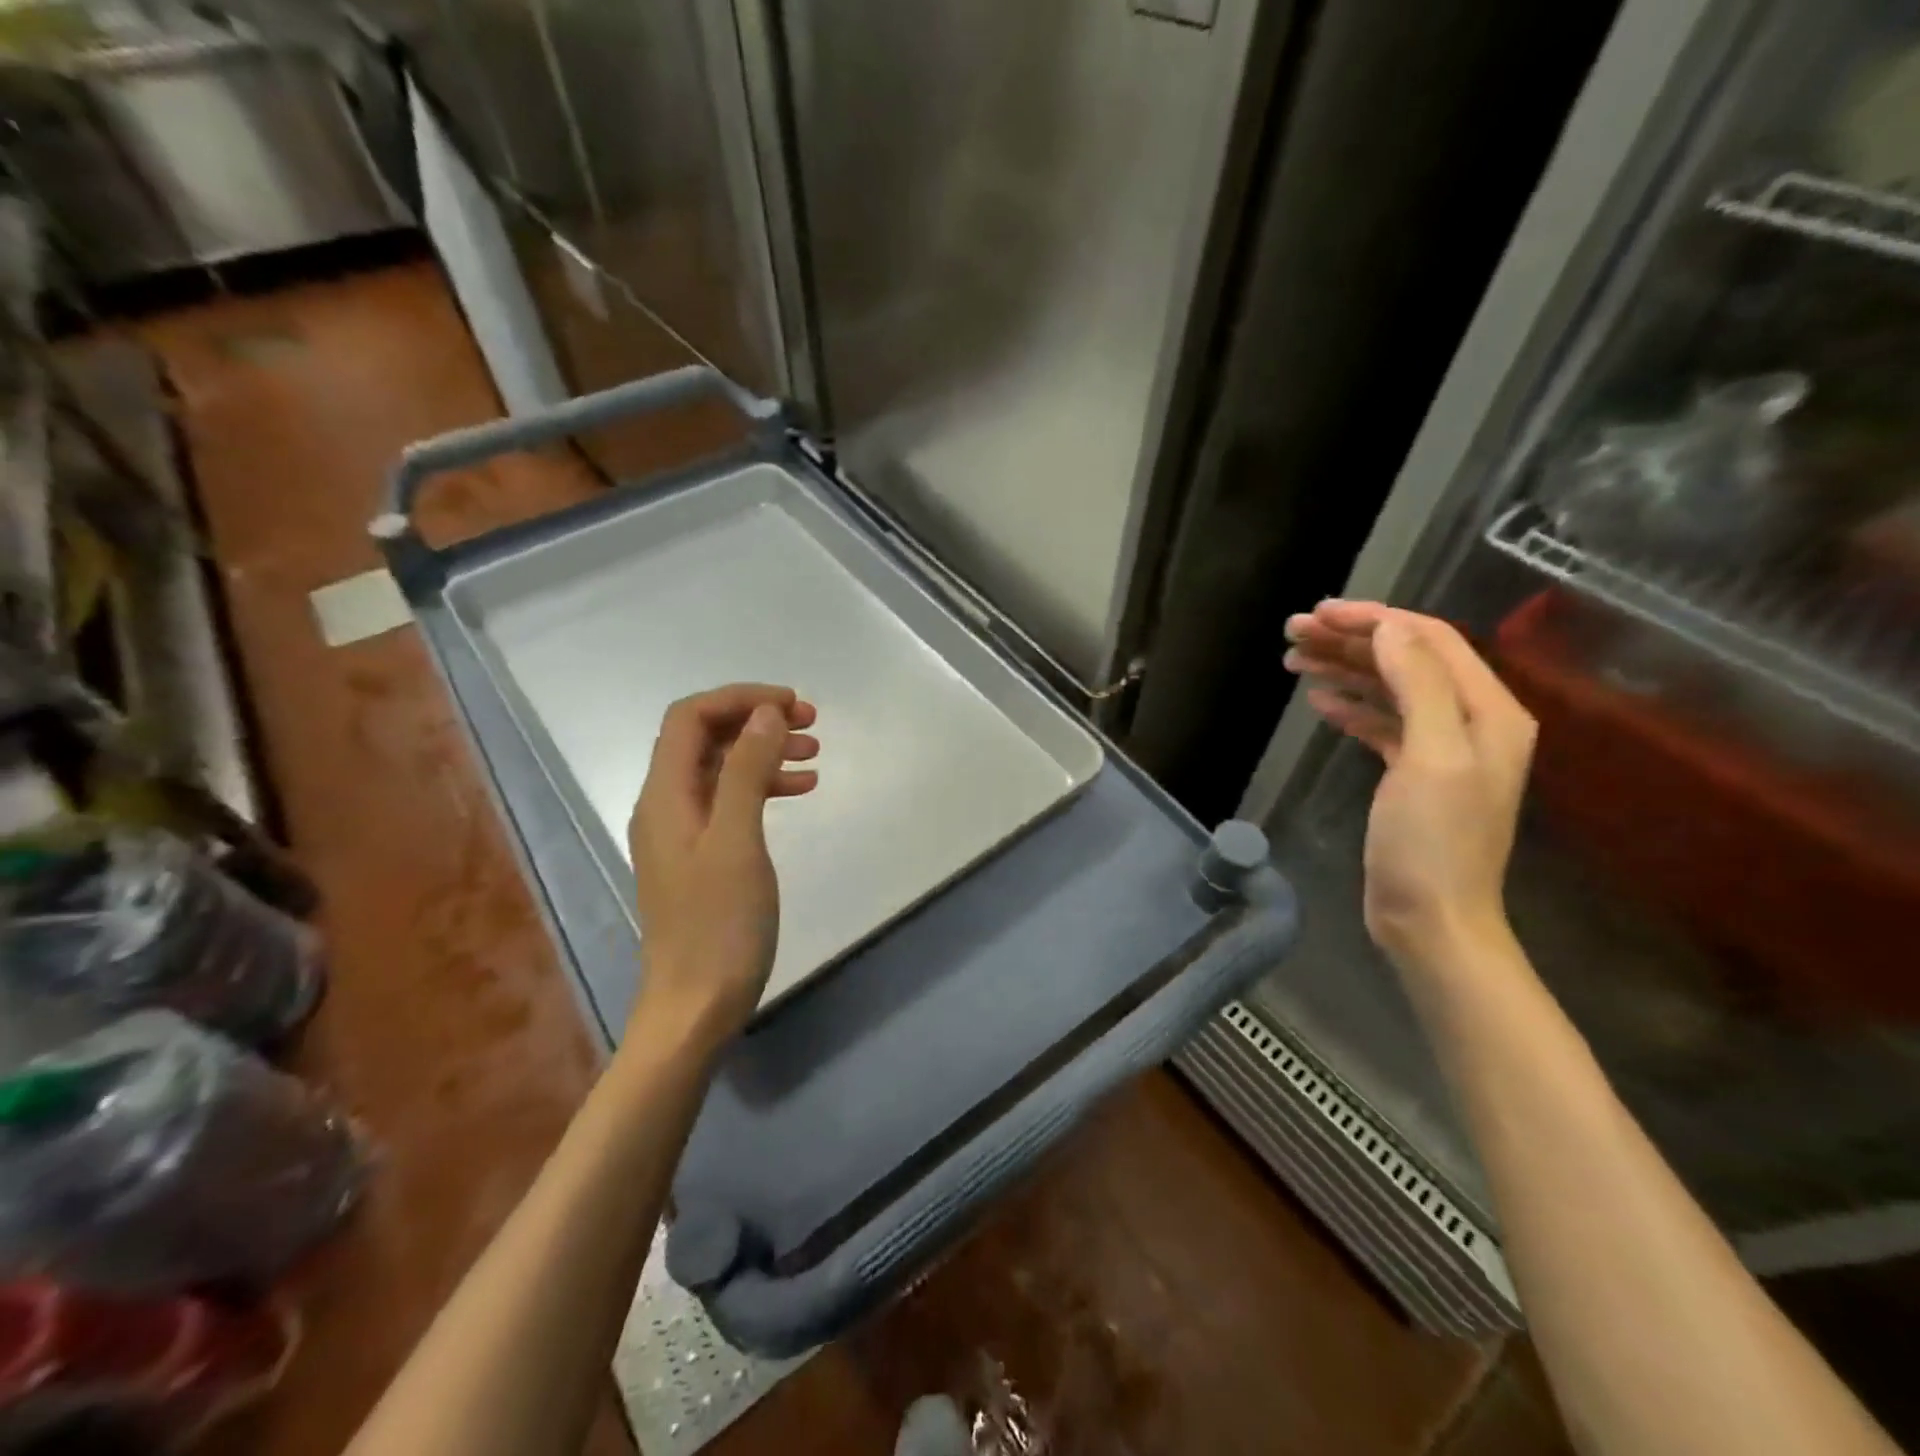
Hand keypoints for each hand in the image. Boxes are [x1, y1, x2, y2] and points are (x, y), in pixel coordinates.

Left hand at [627, 684, 818, 1051]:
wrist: (696, 1005)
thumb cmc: (719, 923)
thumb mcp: (738, 839)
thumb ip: (748, 770)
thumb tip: (766, 714)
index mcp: (665, 795)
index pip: (690, 717)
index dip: (740, 699)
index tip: (792, 704)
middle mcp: (666, 805)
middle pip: (705, 738)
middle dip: (756, 721)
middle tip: (811, 723)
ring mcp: (683, 832)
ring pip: (722, 769)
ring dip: (765, 752)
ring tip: (815, 754)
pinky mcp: (702, 856)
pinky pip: (731, 802)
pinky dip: (765, 787)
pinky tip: (801, 791)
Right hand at [1284, 601, 1535, 971]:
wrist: (1430, 919)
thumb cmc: (1432, 842)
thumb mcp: (1431, 757)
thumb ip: (1419, 684)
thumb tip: (1389, 628)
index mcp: (1488, 710)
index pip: (1429, 640)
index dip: (1374, 619)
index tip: (1319, 613)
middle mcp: (1470, 720)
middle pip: (1407, 660)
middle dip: (1351, 640)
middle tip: (1293, 632)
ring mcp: (1441, 747)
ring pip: (1389, 688)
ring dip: (1344, 669)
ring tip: (1292, 659)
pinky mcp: (1413, 773)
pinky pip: (1381, 722)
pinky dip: (1350, 706)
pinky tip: (1318, 702)